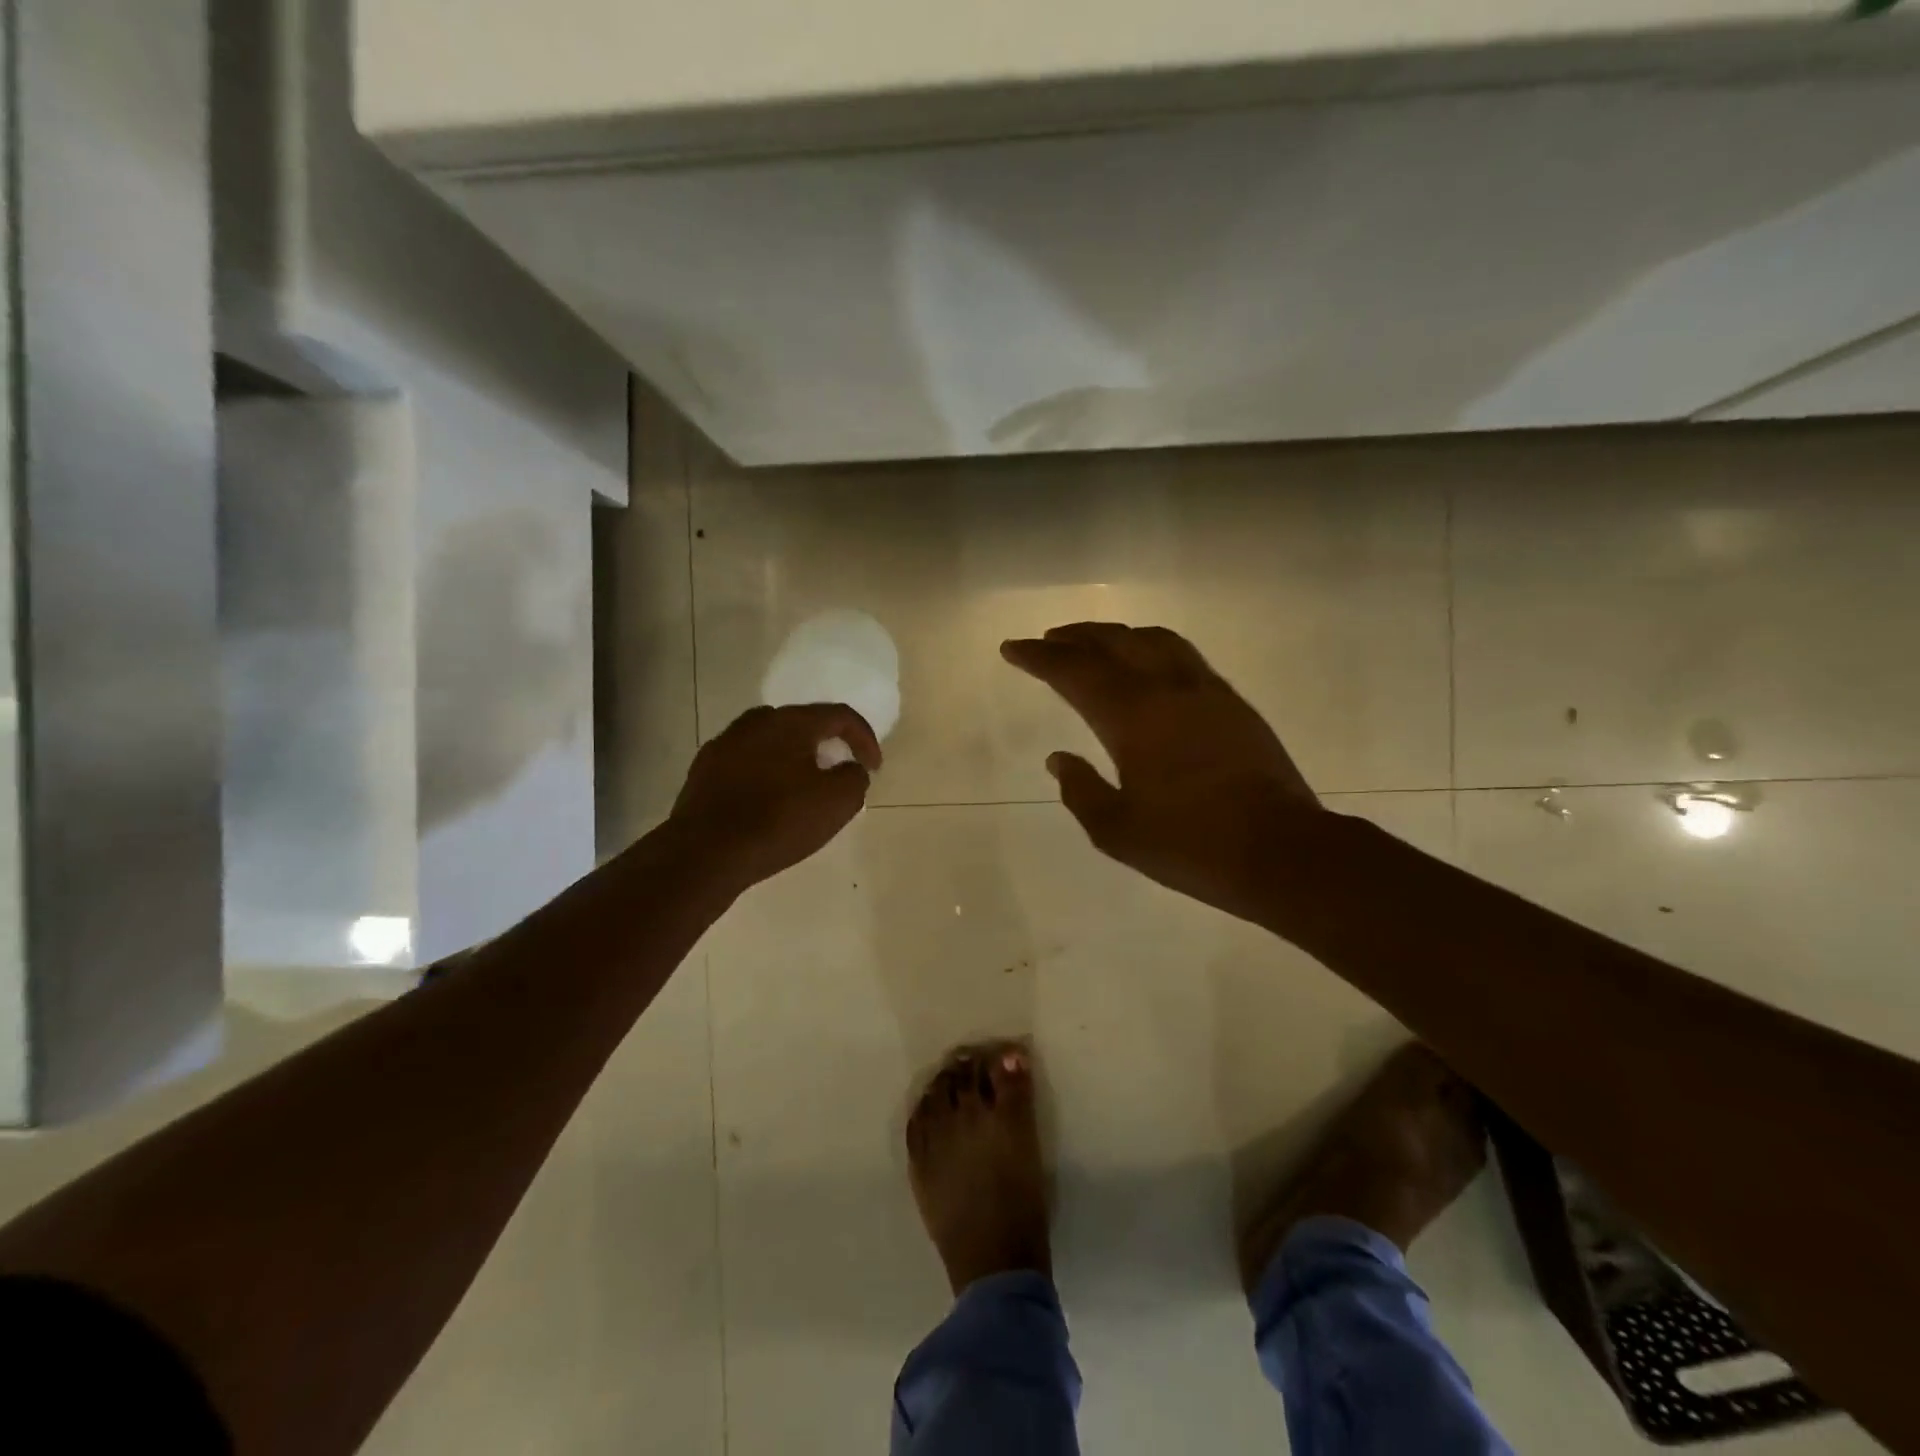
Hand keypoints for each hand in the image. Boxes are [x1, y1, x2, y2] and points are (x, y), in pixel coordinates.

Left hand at [670, 704, 881, 891]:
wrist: (705, 852)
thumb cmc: (778, 820)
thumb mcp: (838, 802)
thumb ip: (854, 777)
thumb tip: (849, 769)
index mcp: (790, 722)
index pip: (839, 715)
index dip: (864, 739)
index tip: (873, 767)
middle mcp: (755, 722)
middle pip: (802, 725)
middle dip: (826, 746)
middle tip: (838, 773)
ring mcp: (724, 745)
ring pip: (771, 743)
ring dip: (793, 760)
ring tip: (803, 789)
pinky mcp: (704, 771)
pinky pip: (746, 764)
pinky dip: (765, 776)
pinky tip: (768, 803)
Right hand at [1001, 623, 1322, 922]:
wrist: (1283, 852)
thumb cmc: (1192, 847)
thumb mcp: (1117, 832)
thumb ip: (1081, 791)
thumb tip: (1059, 759)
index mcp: (1133, 718)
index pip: (1075, 672)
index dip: (1039, 657)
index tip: (1013, 647)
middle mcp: (1168, 690)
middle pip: (1114, 644)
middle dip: (1074, 638)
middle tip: (1047, 640)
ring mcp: (1206, 691)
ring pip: (1154, 639)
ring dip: (1116, 634)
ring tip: (1094, 642)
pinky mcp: (1234, 703)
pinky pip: (1184, 655)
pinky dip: (1152, 646)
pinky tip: (1148, 663)